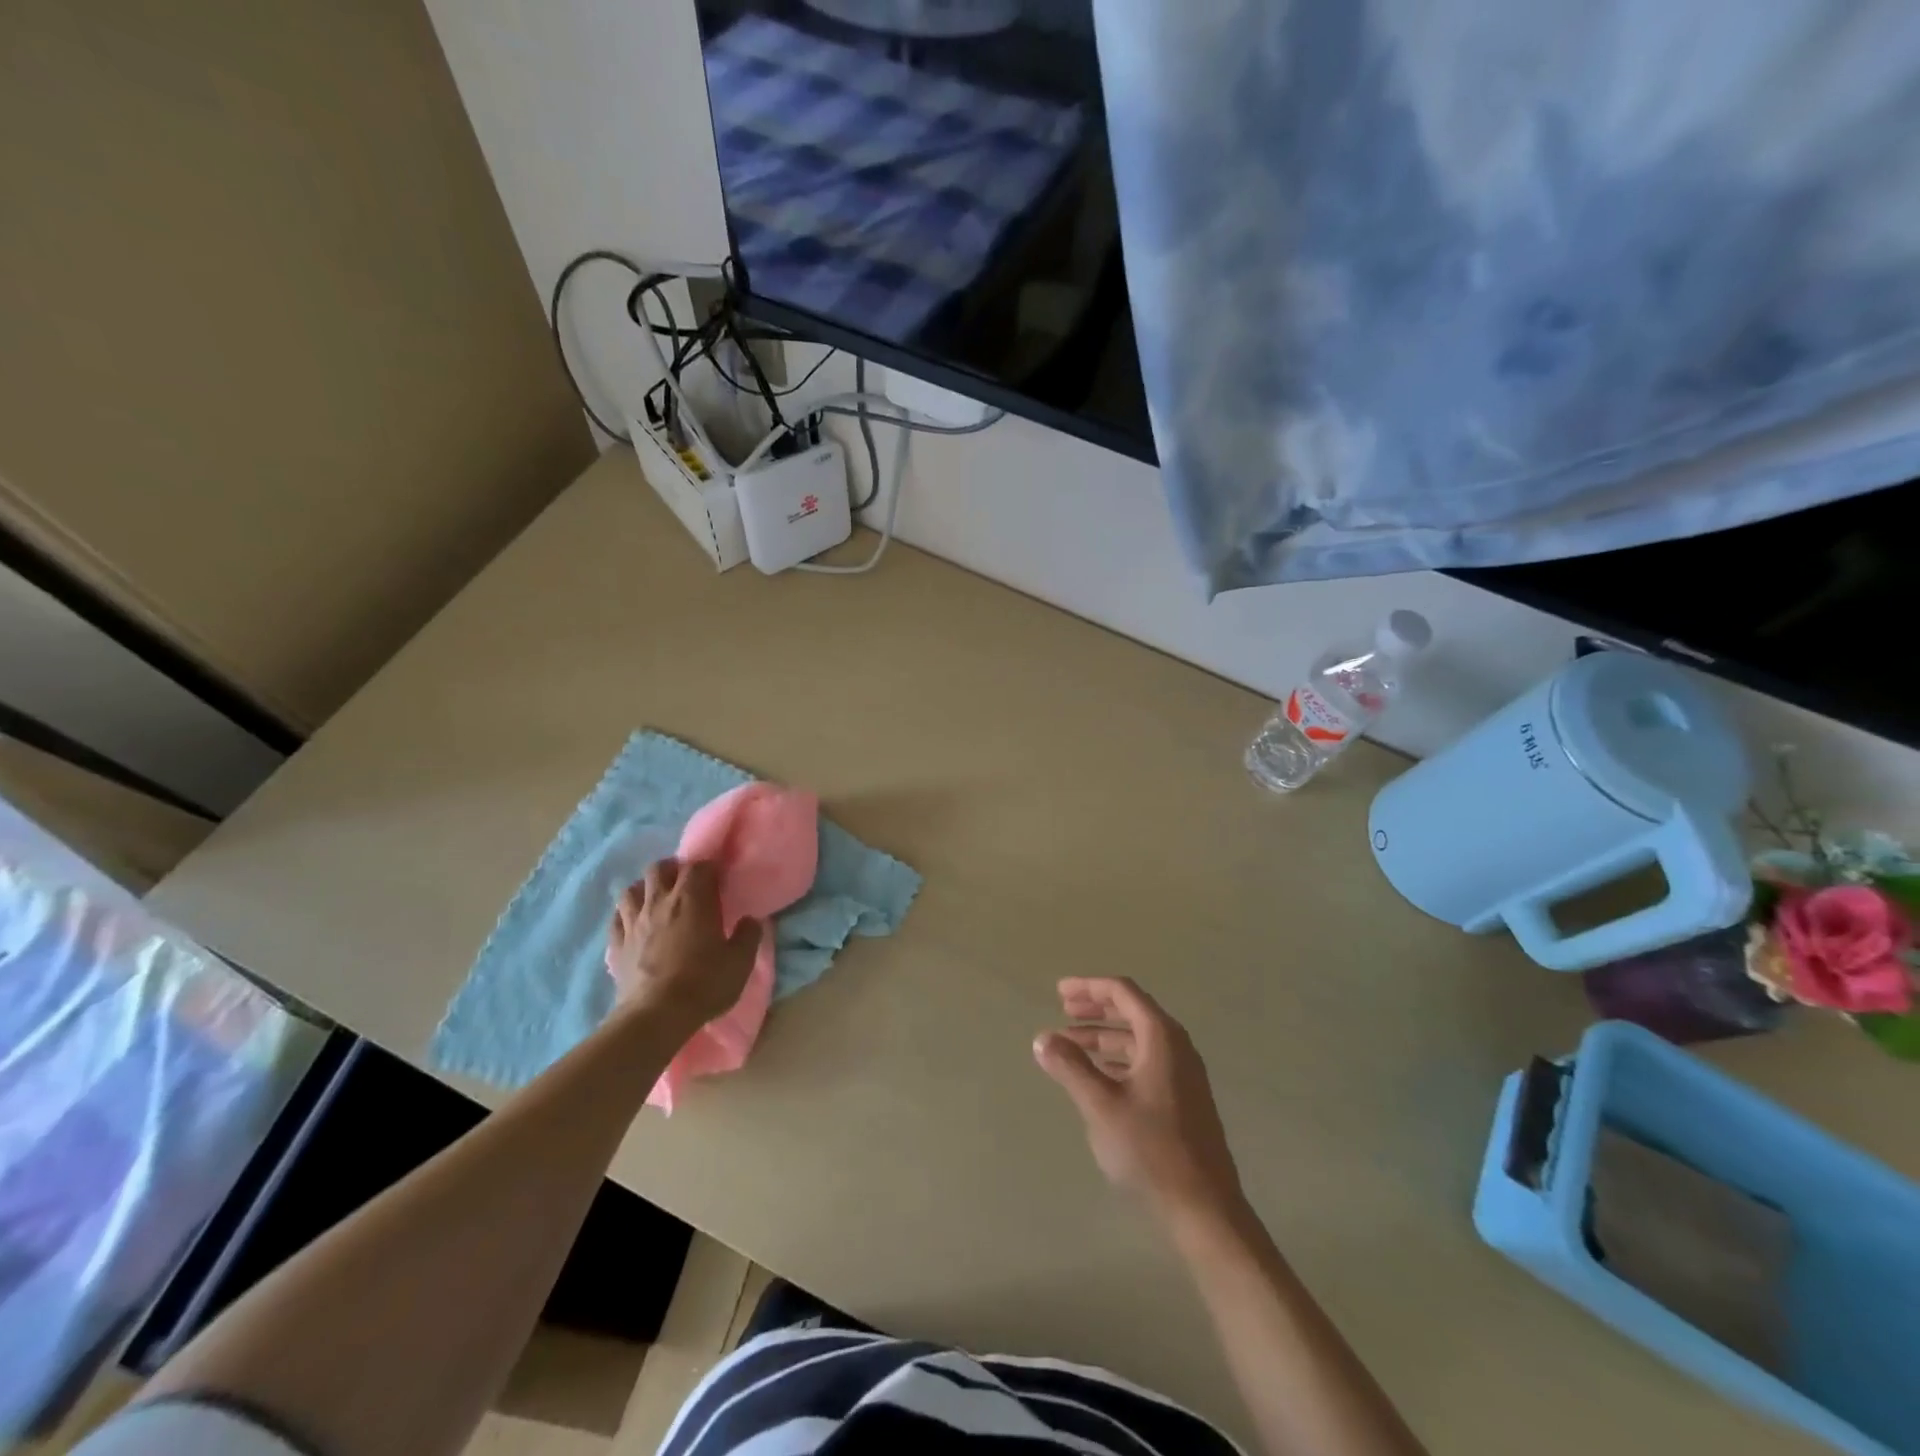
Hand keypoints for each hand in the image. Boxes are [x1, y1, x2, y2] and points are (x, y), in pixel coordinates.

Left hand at [605, 859, 761, 1030]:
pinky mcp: (617, 944)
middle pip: (660, 868)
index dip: (710, 868)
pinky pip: (617, 917)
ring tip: (657, 899)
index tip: (719, 879)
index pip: (699, 866)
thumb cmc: (703, 983)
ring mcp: (633, 922)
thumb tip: (750, 920)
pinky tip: (634, 922)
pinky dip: (626, 914)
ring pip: (632, 889)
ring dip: (646, 888)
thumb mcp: (740, 962)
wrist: (656, 1016)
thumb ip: (748, 936)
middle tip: (687, 885)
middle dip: (673, 870)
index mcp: (692, 899)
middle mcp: (659, 902)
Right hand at [1034, 976, 1243, 1224]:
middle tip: (1063, 1011)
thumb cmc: (1152, 1150)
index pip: (1123, 992)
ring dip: (1104, 1036)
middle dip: (1096, 1008)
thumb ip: (1071, 1067)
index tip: (1059, 992)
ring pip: (1138, 1039)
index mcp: (1161, 1037)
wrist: (1205, 1209)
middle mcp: (1176, 1047)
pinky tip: (1098, 1075)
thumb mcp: (1102, 1106)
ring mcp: (1183, 1074)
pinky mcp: (1183, 1099)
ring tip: (1071, 1046)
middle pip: (1132, 1011)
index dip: (1089, 987)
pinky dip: (1118, 1058)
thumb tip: (1043, 1038)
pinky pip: (1145, 1061)